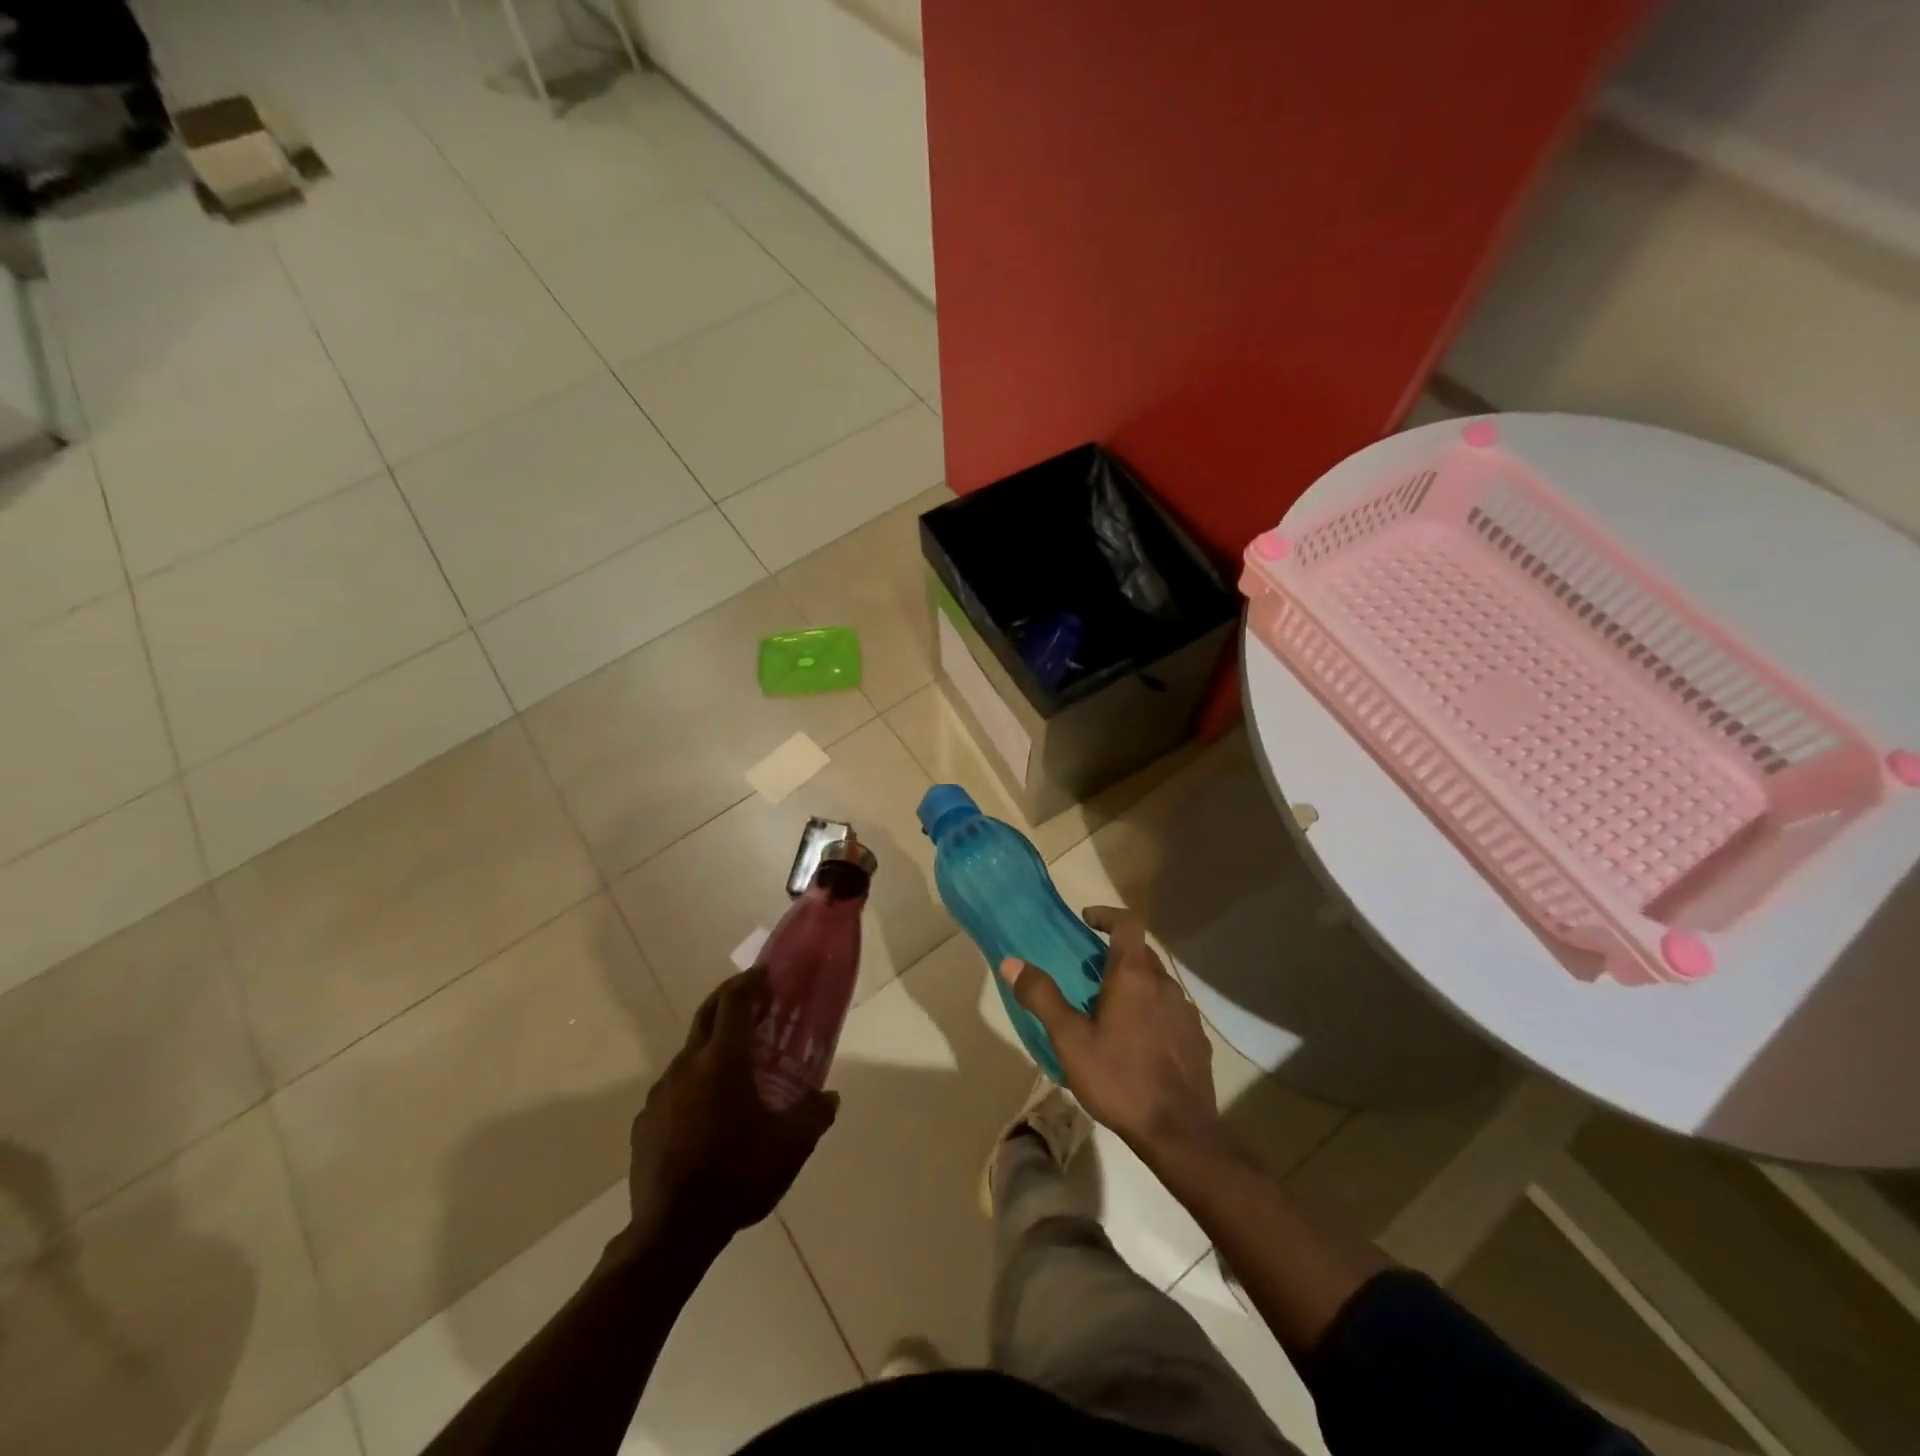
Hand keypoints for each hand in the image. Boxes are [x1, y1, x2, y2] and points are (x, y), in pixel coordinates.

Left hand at [626, 968, 837, 1247]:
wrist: (672, 1232)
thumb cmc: (738, 1174)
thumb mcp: (791, 1146)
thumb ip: (815, 1114)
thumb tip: (831, 1097)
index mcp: (723, 1060)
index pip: (735, 1001)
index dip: (750, 982)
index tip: (765, 973)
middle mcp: (688, 1065)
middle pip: (707, 1014)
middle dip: (729, 997)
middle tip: (752, 997)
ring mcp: (661, 1093)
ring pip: (689, 1053)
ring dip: (712, 1044)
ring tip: (735, 1063)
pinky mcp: (645, 1122)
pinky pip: (673, 1089)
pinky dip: (693, 1083)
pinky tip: (706, 1111)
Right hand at [1001, 906, 1221, 1161]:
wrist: (1179, 1132)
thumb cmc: (1119, 1079)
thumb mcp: (1069, 1040)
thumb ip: (1042, 997)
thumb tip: (1012, 963)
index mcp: (1133, 976)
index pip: (1127, 923)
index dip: (1107, 915)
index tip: (1087, 920)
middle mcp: (1164, 984)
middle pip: (1141, 953)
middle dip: (1114, 955)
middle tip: (1088, 973)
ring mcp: (1185, 1012)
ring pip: (1156, 983)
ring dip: (1134, 985)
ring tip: (1109, 1011)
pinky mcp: (1196, 1039)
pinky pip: (1169, 1011)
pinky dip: (1151, 1012)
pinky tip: (1137, 1043)